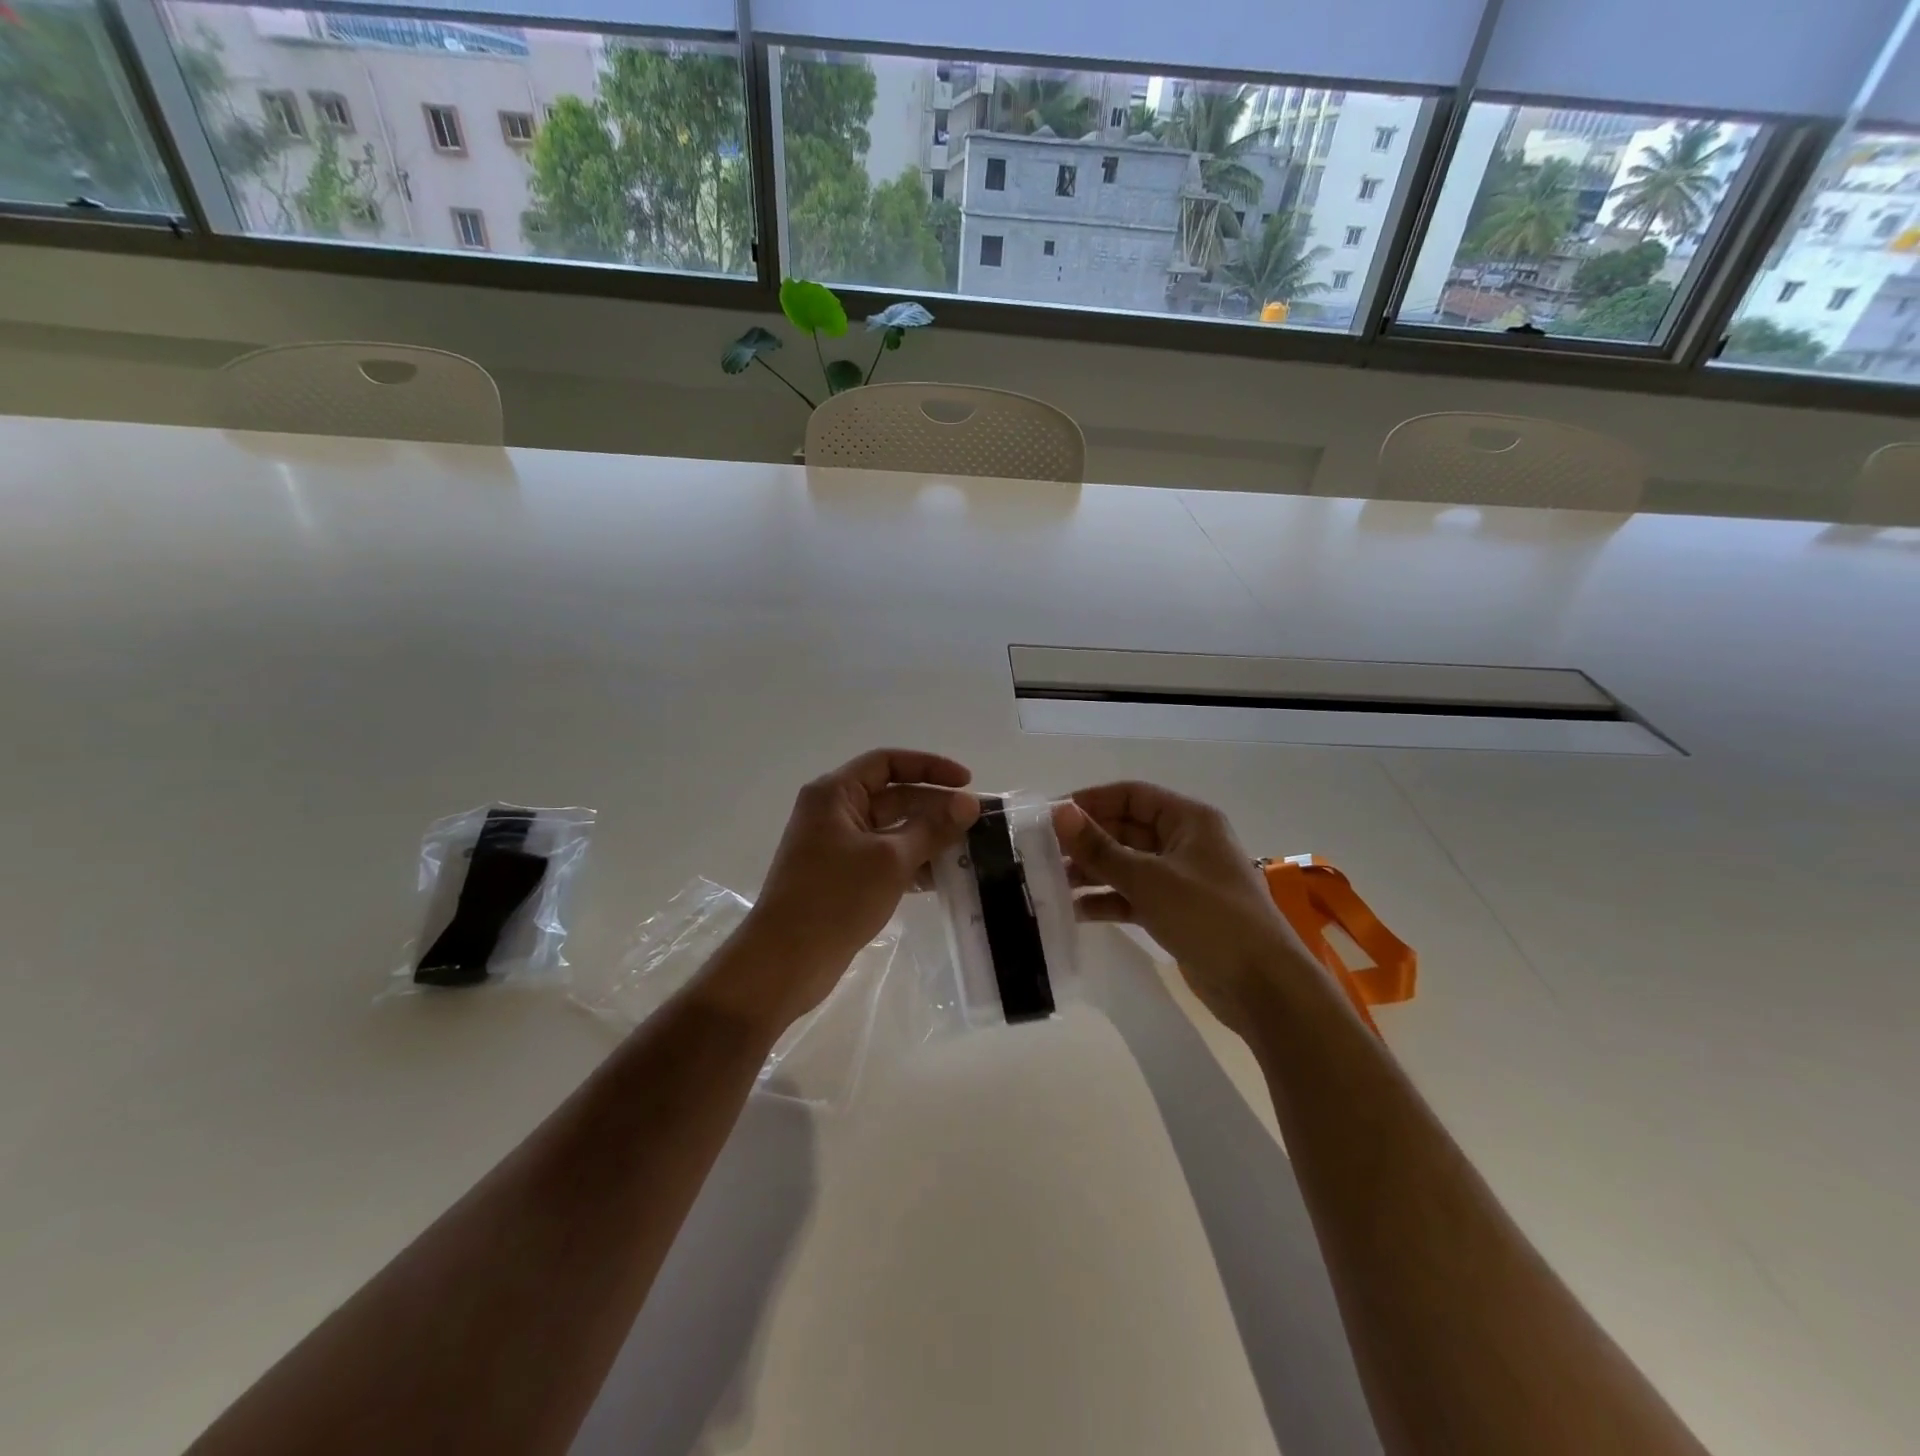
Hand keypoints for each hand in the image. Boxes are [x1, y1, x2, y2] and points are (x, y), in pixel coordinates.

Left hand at [701, 749, 978, 1034]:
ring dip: (928, 838)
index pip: (888, 762)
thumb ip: (933, 828)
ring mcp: (837, 846)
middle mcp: (834, 812)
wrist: (785, 961)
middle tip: (977, 823)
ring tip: (969, 851)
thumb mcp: (891, 859)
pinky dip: (913, 863)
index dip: (930, 767)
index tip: (967, 783)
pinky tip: (945, 877)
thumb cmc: (835, 898)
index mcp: (835, 794)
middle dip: (935, 807)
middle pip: (893, 796)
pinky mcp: (843, 877)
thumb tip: (969, 804)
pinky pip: (885, 858)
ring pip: (892, 830)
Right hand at [1053, 782, 1318, 1039]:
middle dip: (1086, 841)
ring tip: (1049, 884)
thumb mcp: (1148, 879)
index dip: (1090, 801)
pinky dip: (1108, 900)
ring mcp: (1181, 879)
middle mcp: (1185, 842)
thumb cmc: (1209, 917)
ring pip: (1127, 865)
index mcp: (1189, 820)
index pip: (1131, 795)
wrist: (1263, 987)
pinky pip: (1134, 896)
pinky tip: (1075, 911)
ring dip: (1092, 872)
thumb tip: (1059, 813)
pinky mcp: (1177, 912)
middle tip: (1041, 853)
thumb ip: (1100, 848)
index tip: (1050, 816)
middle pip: (1126, 830)